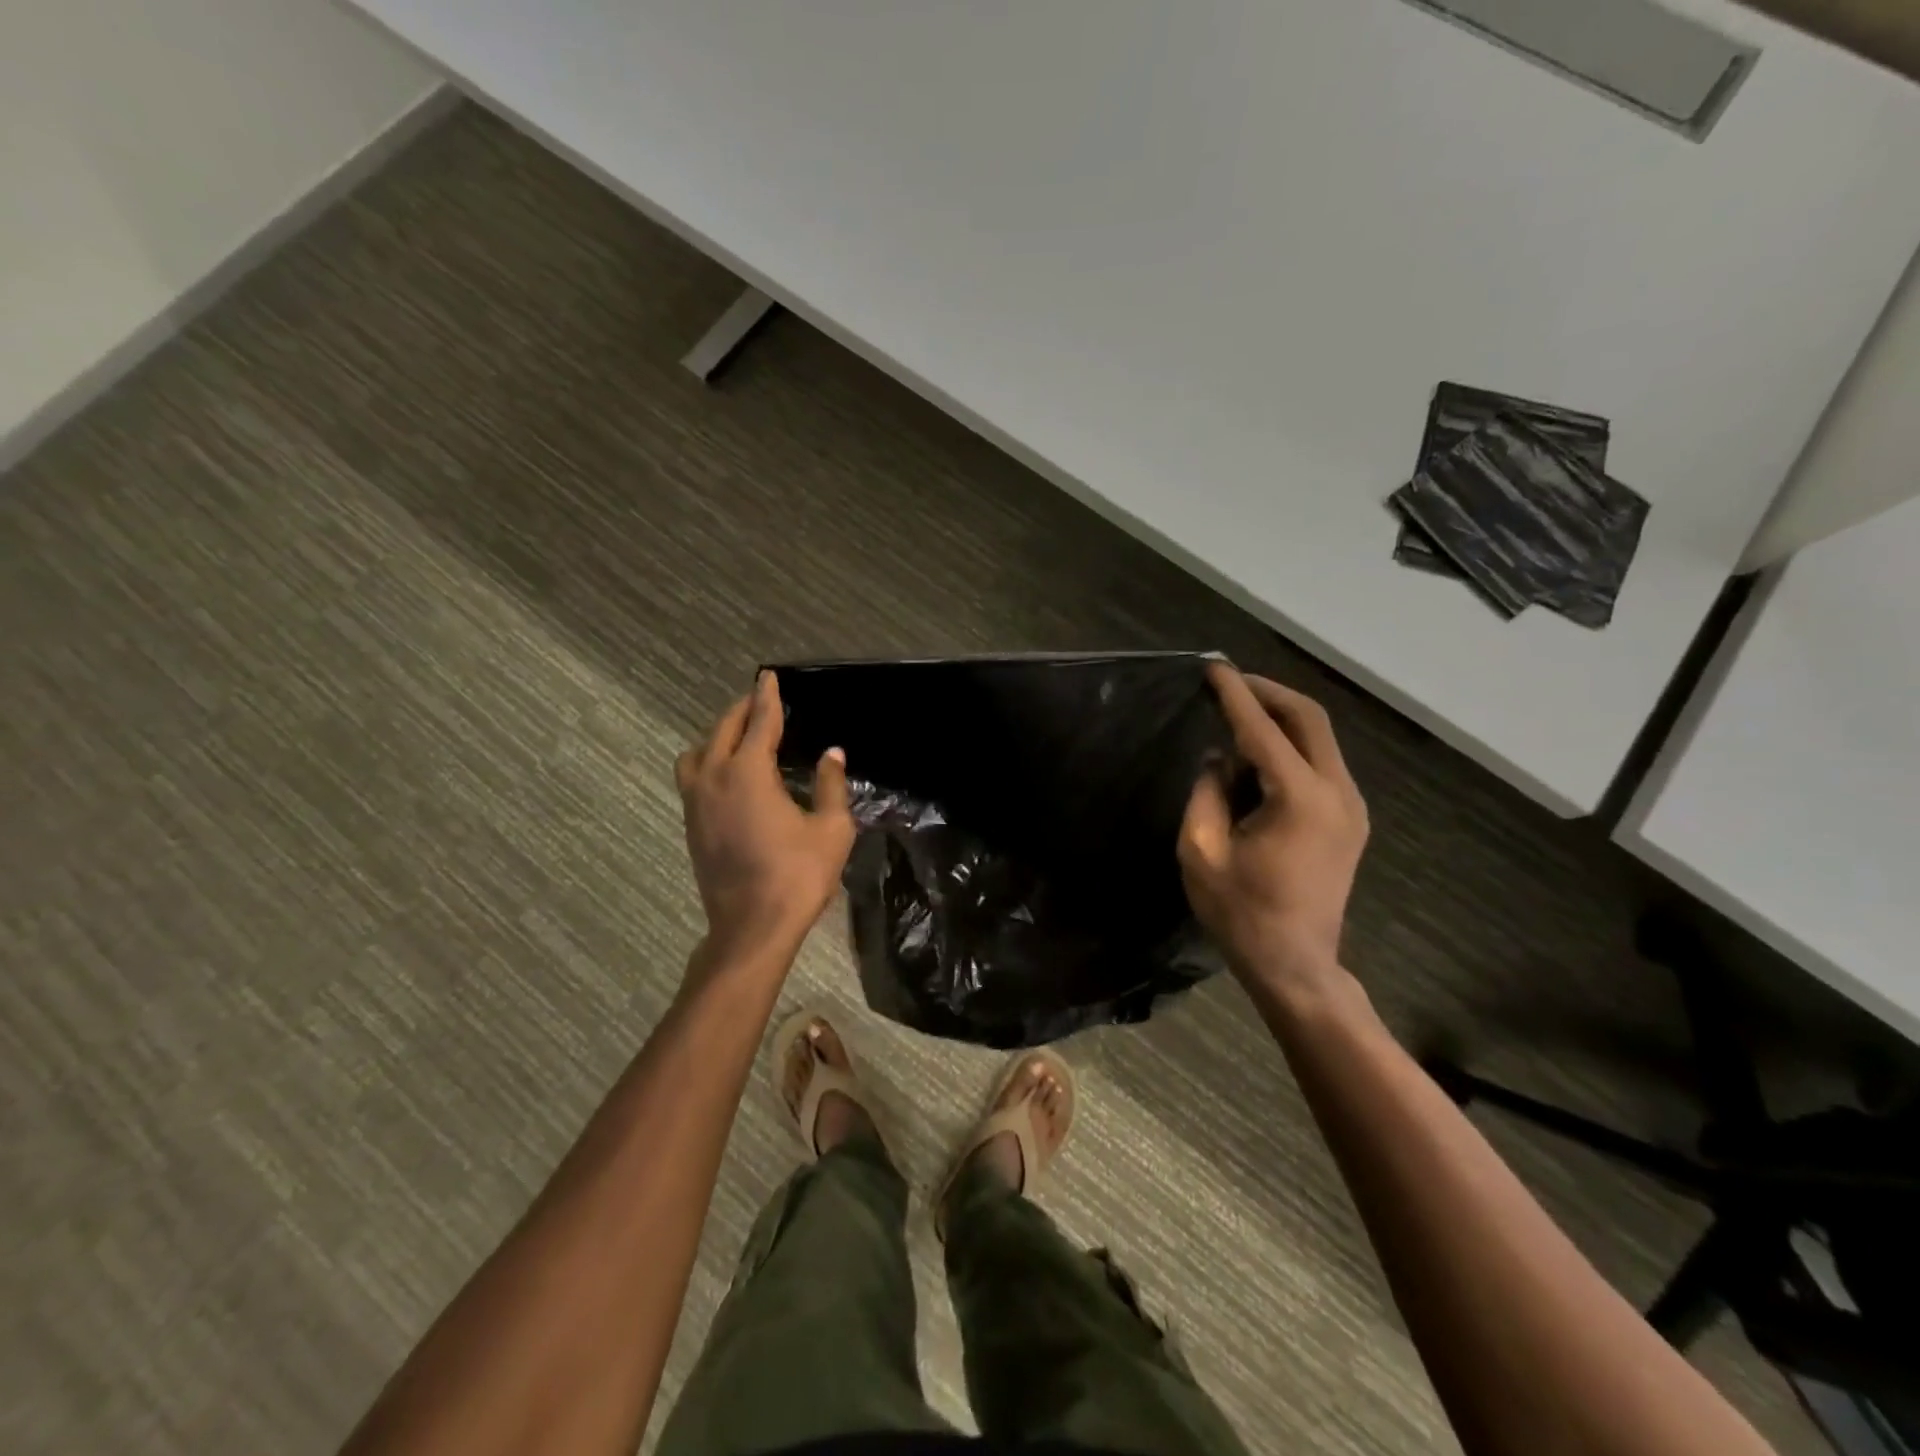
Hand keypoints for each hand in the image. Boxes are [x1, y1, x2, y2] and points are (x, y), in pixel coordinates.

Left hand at [677, 672, 856, 961]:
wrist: (752, 927)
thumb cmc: (798, 875)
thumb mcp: (830, 828)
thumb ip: (830, 784)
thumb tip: (833, 754)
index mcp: (749, 772)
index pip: (759, 721)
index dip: (767, 696)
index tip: (768, 676)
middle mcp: (714, 778)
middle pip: (723, 729)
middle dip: (742, 710)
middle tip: (760, 700)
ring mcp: (696, 802)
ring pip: (698, 752)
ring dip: (718, 736)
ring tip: (740, 738)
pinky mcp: (690, 825)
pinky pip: (693, 777)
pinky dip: (709, 761)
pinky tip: (728, 775)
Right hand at [1179, 664, 1368, 997]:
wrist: (1296, 966)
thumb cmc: (1241, 915)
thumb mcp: (1201, 852)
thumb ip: (1206, 794)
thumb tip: (1218, 759)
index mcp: (1300, 800)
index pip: (1263, 730)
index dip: (1234, 695)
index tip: (1212, 668)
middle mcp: (1337, 793)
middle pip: (1310, 718)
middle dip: (1268, 693)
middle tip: (1228, 683)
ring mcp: (1351, 806)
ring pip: (1319, 738)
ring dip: (1279, 719)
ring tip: (1235, 717)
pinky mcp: (1349, 819)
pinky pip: (1320, 763)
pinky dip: (1289, 746)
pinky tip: (1256, 758)